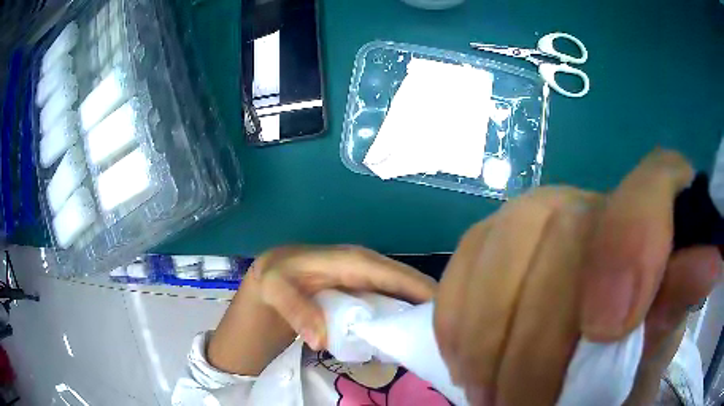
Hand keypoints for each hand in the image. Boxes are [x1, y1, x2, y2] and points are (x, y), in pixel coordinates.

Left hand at [251, 245, 436, 349]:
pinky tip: (408, 336)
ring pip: (404, 293)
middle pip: (409, 284)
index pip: (398, 276)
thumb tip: (321, 339)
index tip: (445, 316)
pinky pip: (392, 301)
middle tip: (444, 335)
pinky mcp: (366, 290)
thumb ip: (296, 311)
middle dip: (428, 305)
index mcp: (356, 261)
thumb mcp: (277, 290)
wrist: (275, 272)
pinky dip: (403, 316)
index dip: (423, 292)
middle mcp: (369, 267)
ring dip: (418, 313)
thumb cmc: (279, 277)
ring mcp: (370, 278)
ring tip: (432, 338)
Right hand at [433, 150, 721, 404]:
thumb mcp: (656, 337)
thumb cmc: (629, 346)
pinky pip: (461, 265)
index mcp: (649, 211)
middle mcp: (590, 199)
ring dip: (489, 342)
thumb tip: (711, 262)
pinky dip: (458, 323)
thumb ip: (676, 302)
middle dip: (538, 345)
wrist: (579, 345)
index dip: (633, 247)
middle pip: (561, 238)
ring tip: (489, 394)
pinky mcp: (487, 236)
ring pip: (499, 247)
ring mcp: (533, 211)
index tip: (606, 330)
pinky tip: (469, 362)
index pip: (652, 187)